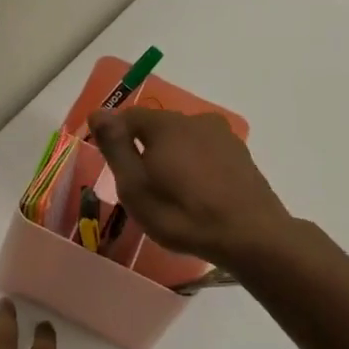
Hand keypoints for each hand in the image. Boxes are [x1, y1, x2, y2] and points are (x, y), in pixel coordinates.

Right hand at [89, 107, 292, 269]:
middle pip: (159, 127)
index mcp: (166, 124)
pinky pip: (206, 154)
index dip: (115, 136)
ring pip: (184, 140)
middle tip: (139, 185)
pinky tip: (196, 194)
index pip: (129, 116)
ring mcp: (223, 137)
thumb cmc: (181, 214)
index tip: (112, 164)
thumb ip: (115, 147)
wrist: (250, 235)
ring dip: (172, 158)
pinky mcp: (241, 156)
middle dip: (144, 148)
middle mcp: (195, 120)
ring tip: (169, 192)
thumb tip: (98, 112)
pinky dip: (194, 167)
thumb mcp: (134, 186)